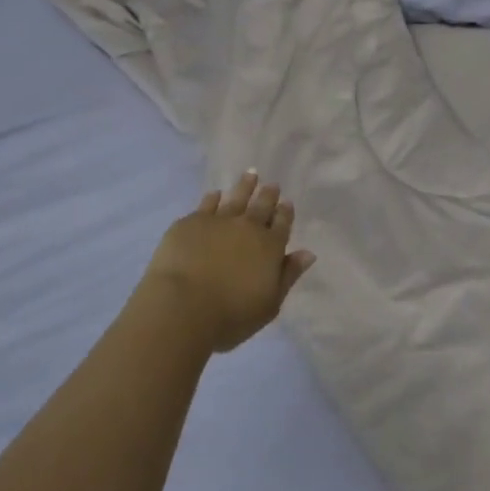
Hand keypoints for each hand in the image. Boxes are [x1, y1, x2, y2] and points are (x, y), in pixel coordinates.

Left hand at [141, 171, 315, 352]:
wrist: (182, 306)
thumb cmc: (230, 315)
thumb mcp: (269, 304)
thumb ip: (288, 275)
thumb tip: (307, 253)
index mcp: (270, 247)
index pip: (282, 224)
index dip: (285, 213)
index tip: (286, 203)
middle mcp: (247, 227)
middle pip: (261, 205)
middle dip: (268, 195)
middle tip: (271, 185)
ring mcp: (218, 221)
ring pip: (236, 197)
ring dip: (244, 186)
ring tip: (250, 175)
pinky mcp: (191, 222)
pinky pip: (206, 204)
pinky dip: (213, 198)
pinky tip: (215, 194)